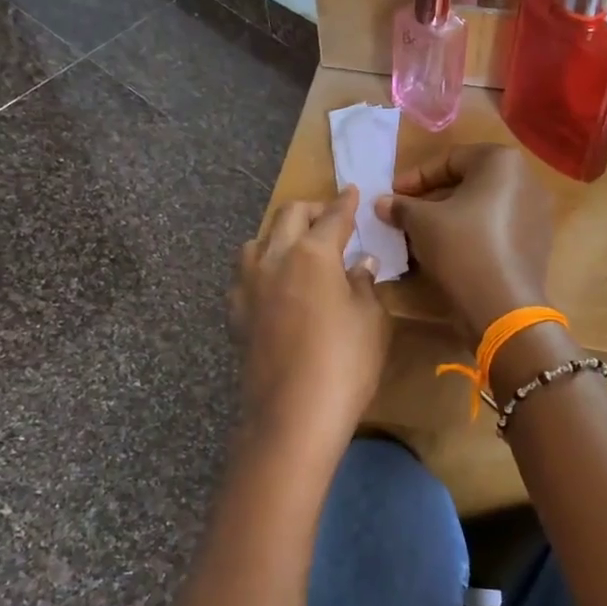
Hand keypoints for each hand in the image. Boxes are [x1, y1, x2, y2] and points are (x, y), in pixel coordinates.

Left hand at [229, 187, 389, 447]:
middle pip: (288, 216)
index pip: (332, 217)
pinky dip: (262, 268)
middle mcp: (274, 259)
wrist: (292, 415)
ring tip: (296, 248)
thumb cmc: (345, 363)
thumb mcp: (371, 320)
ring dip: (278, 235)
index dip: (345, 202)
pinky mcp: (236, 314)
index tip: (352, 190)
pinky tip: (274, 286)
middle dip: (310, 209)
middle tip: (328, 215)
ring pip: (257, 241)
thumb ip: (364, 284)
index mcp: (312, 253)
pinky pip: (245, 276)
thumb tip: (360, 263)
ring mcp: (248, 286)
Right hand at [376, 146, 552, 348]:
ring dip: (449, 217)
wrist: (503, 305)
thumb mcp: (421, 222)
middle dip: (432, 198)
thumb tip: (382, 203)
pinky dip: (471, 233)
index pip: (449, 159)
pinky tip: (448, 252)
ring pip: (482, 207)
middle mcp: (526, 179)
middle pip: (468, 182)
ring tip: (421, 235)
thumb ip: (401, 206)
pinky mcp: (536, 242)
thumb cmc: (461, 248)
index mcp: (502, 162)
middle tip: (405, 214)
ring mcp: (536, 212)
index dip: (415, 178)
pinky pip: (496, 228)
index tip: (391, 195)